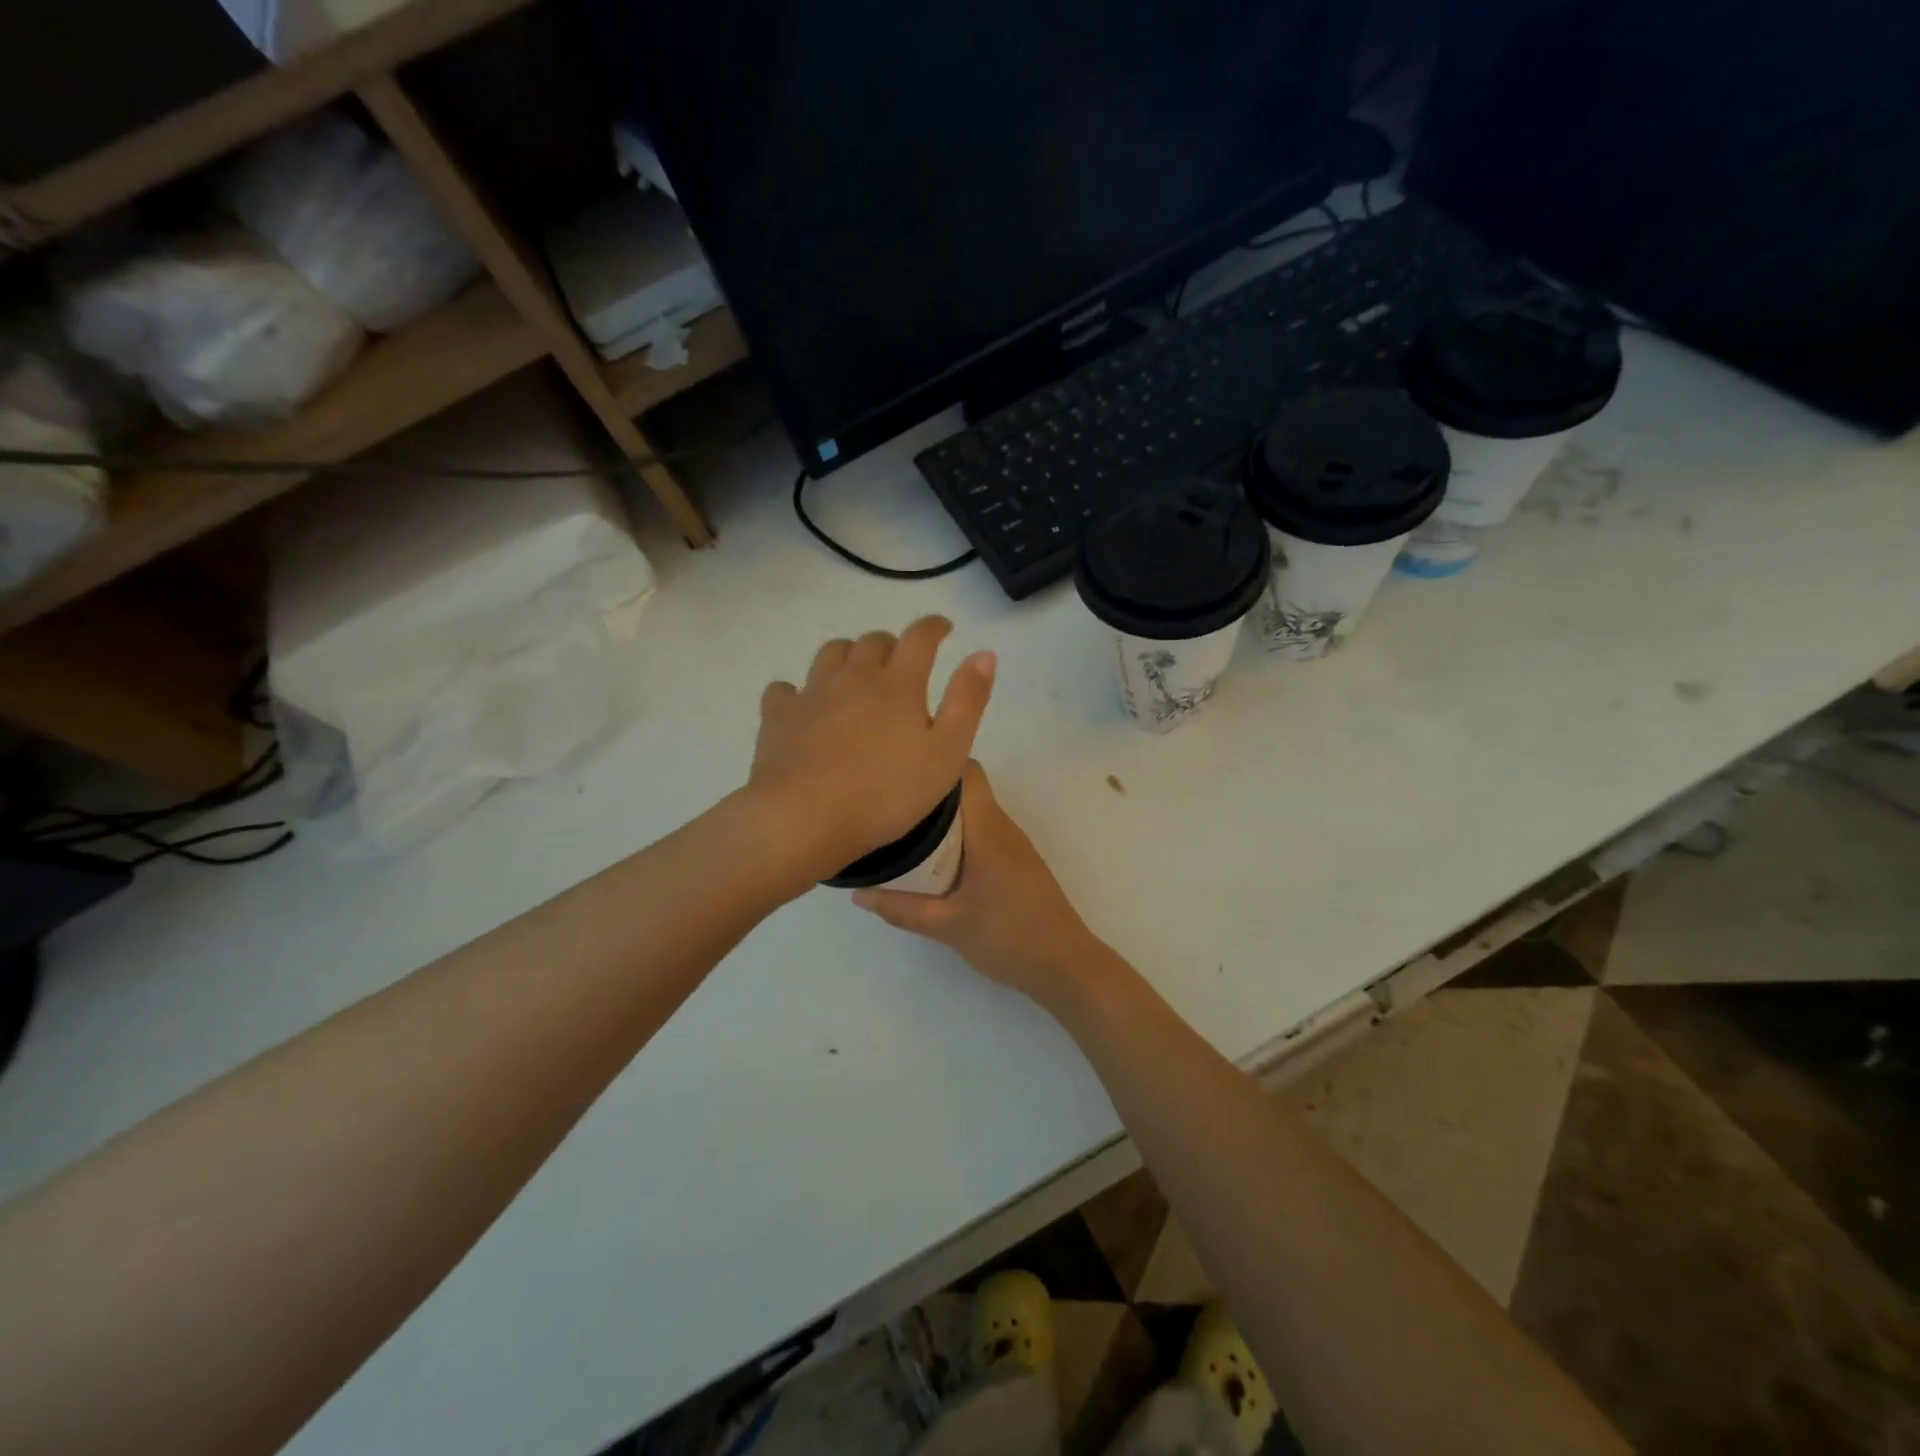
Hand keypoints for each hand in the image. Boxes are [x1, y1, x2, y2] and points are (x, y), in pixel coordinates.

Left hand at [747, 617, 994, 881]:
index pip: (919, 637)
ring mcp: (812, 693)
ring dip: (849, 655)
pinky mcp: (778, 717)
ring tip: (857, 673)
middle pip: (873, 641)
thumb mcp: (947, 752)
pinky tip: (804, 705)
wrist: (805, 817)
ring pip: (831, 654)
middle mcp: (854, 676)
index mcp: (898, 683)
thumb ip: (967, 700)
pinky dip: (800, 690)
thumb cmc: (887, 792)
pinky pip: (786, 689)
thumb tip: (983, 653)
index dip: (934, 627)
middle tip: (902, 661)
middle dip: (892, 644)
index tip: (944, 627)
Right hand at [852, 762, 1107, 1007]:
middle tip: (890, 808)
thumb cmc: (1009, 938)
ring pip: (975, 813)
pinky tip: (935, 861)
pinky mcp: (1017, 862)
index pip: (967, 772)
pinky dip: (959, 837)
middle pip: (966, 790)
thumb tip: (858, 894)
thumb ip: (902, 909)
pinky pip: (983, 833)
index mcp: (988, 831)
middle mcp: (1003, 827)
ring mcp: (1014, 845)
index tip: (901, 775)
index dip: (936, 764)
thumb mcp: (948, 926)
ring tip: (904, 831)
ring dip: (944, 818)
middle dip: (930, 794)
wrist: (1065, 966)